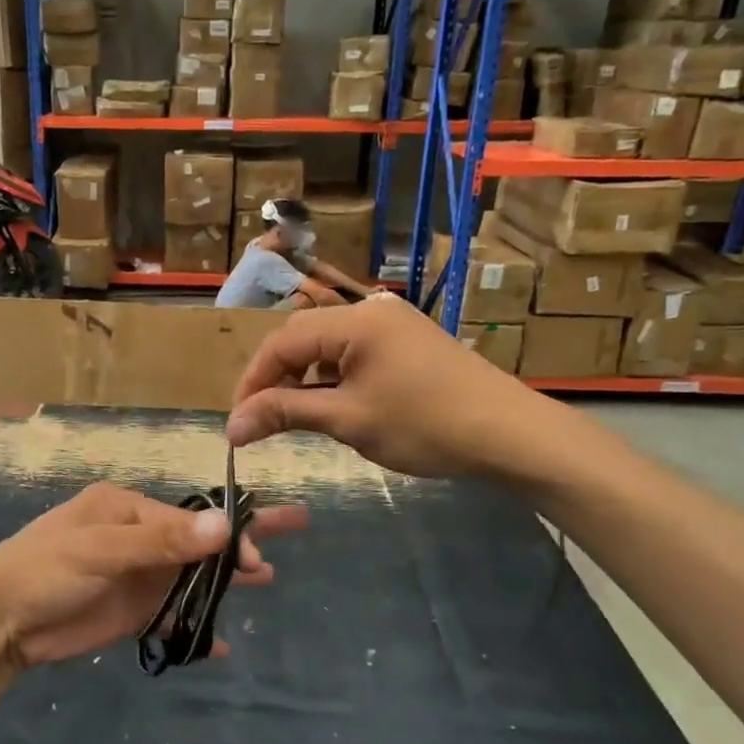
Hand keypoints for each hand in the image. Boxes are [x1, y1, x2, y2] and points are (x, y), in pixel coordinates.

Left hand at [0, 482, 307, 667]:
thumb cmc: (43, 569)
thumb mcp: (99, 547)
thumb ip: (160, 541)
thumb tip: (223, 525)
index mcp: (126, 508)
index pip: (190, 518)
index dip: (225, 536)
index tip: (253, 561)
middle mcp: (136, 537)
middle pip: (198, 538)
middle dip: (239, 540)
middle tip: (291, 531)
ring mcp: (135, 576)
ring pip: (190, 575)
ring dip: (224, 579)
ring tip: (265, 578)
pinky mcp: (129, 612)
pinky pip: (173, 614)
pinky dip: (195, 626)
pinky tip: (220, 643)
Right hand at [226, 294, 582, 481]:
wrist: (511, 434)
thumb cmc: (424, 424)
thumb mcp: (348, 420)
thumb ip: (285, 413)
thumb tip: (232, 427)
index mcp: (354, 320)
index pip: (282, 343)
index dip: (253, 381)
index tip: (238, 421)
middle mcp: (371, 310)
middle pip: (302, 337)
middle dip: (276, 378)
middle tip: (261, 419)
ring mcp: (393, 323)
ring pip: (327, 344)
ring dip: (304, 377)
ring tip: (294, 415)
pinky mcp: (409, 341)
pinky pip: (354, 351)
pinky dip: (334, 376)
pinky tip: (335, 403)